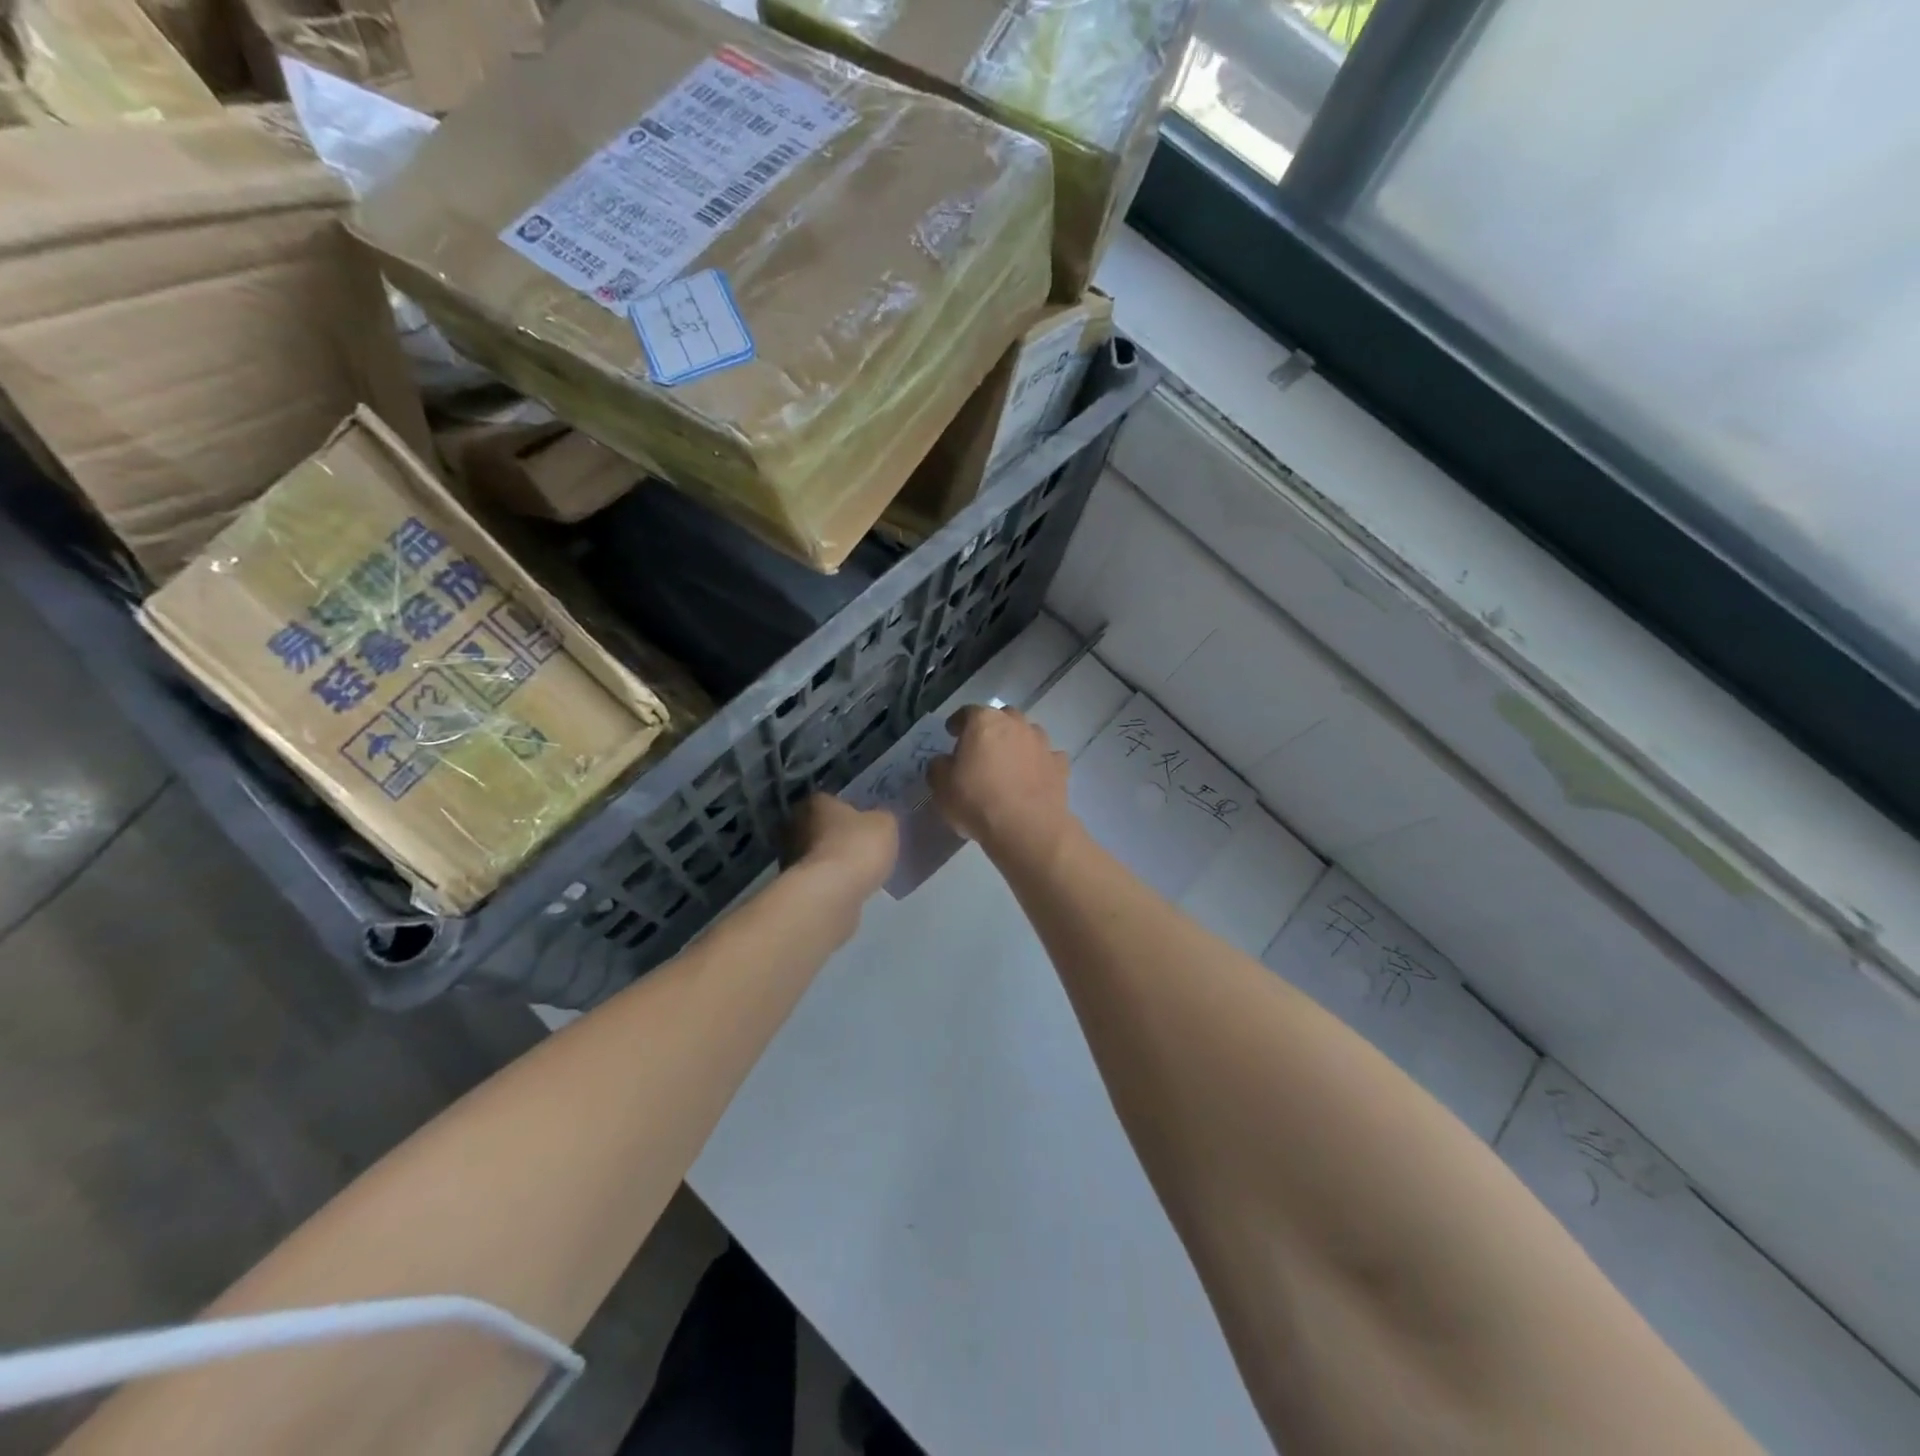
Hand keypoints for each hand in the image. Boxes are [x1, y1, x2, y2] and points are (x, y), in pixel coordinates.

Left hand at [790, 792, 897, 896]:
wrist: (832, 893)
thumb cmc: (858, 846)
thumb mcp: (885, 824)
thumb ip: (881, 817)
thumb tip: (877, 818)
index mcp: (816, 802)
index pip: (830, 800)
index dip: (848, 810)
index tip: (863, 822)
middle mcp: (796, 824)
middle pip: (820, 827)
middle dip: (837, 835)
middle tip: (861, 845)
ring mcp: (791, 857)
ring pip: (817, 853)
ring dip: (833, 859)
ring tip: (858, 869)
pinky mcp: (797, 885)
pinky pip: (819, 877)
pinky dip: (831, 880)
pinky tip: (850, 886)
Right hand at [928, 706, 1072, 864]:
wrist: (1027, 828)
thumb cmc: (977, 801)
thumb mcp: (941, 787)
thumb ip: (939, 767)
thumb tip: (944, 762)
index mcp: (984, 722)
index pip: (967, 712)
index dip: (958, 722)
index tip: (951, 733)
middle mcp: (1015, 724)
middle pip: (1002, 717)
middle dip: (991, 729)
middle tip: (981, 749)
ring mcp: (1041, 743)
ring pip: (1027, 734)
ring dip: (1017, 743)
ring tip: (1009, 763)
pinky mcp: (1060, 765)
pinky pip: (1047, 757)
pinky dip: (1039, 763)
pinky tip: (1033, 778)